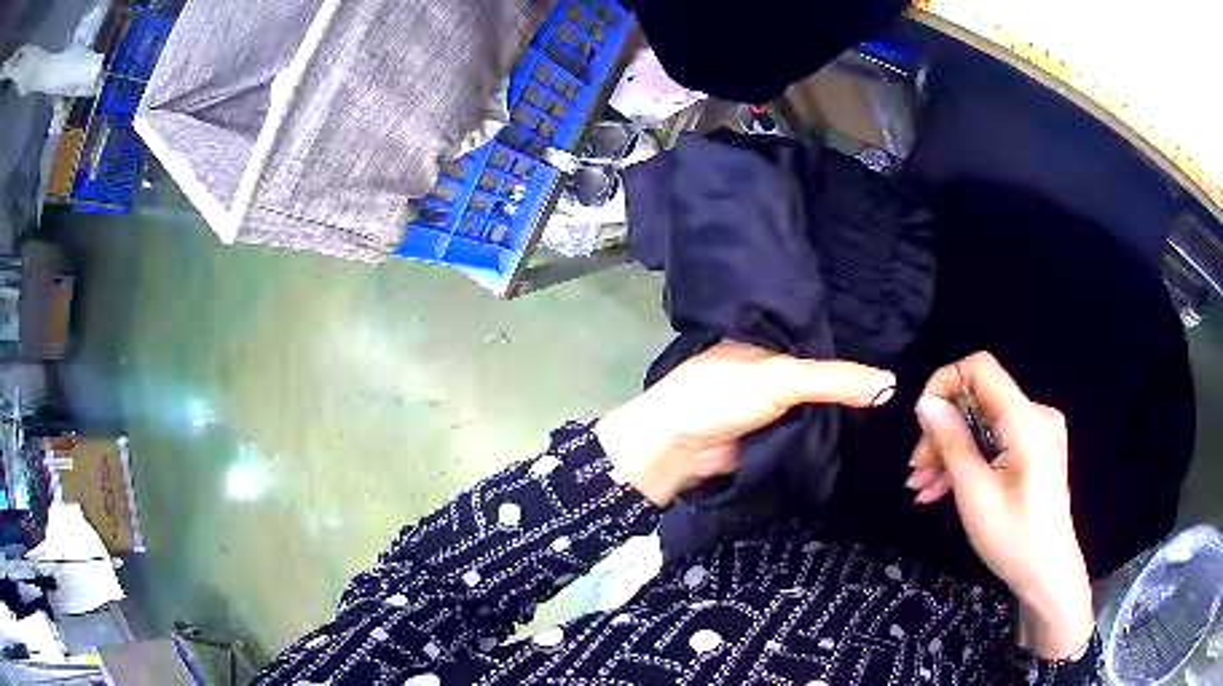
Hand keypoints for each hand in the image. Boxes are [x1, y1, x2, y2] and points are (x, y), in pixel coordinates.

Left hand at [595, 340, 894, 507]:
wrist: (679, 450)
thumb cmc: (721, 396)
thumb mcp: (782, 378)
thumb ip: (835, 380)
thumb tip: (892, 385)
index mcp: (770, 338)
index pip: (823, 334)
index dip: (857, 338)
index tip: (900, 342)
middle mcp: (775, 365)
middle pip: (825, 370)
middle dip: (856, 378)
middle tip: (910, 380)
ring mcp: (775, 402)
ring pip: (821, 402)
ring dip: (848, 407)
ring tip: (899, 404)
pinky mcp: (775, 433)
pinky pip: (812, 428)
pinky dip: (833, 429)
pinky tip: (868, 427)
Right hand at [907, 351, 1093, 659]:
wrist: (1048, 574)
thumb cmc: (1013, 538)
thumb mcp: (974, 493)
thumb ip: (951, 441)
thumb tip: (926, 404)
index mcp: (1027, 419)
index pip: (981, 368)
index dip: (945, 382)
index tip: (921, 422)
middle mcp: (1035, 415)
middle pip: (979, 401)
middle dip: (943, 431)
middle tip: (914, 472)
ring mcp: (1038, 433)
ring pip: (984, 425)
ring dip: (951, 451)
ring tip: (922, 488)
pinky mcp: (1036, 450)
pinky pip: (996, 442)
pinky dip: (970, 460)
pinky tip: (944, 488)